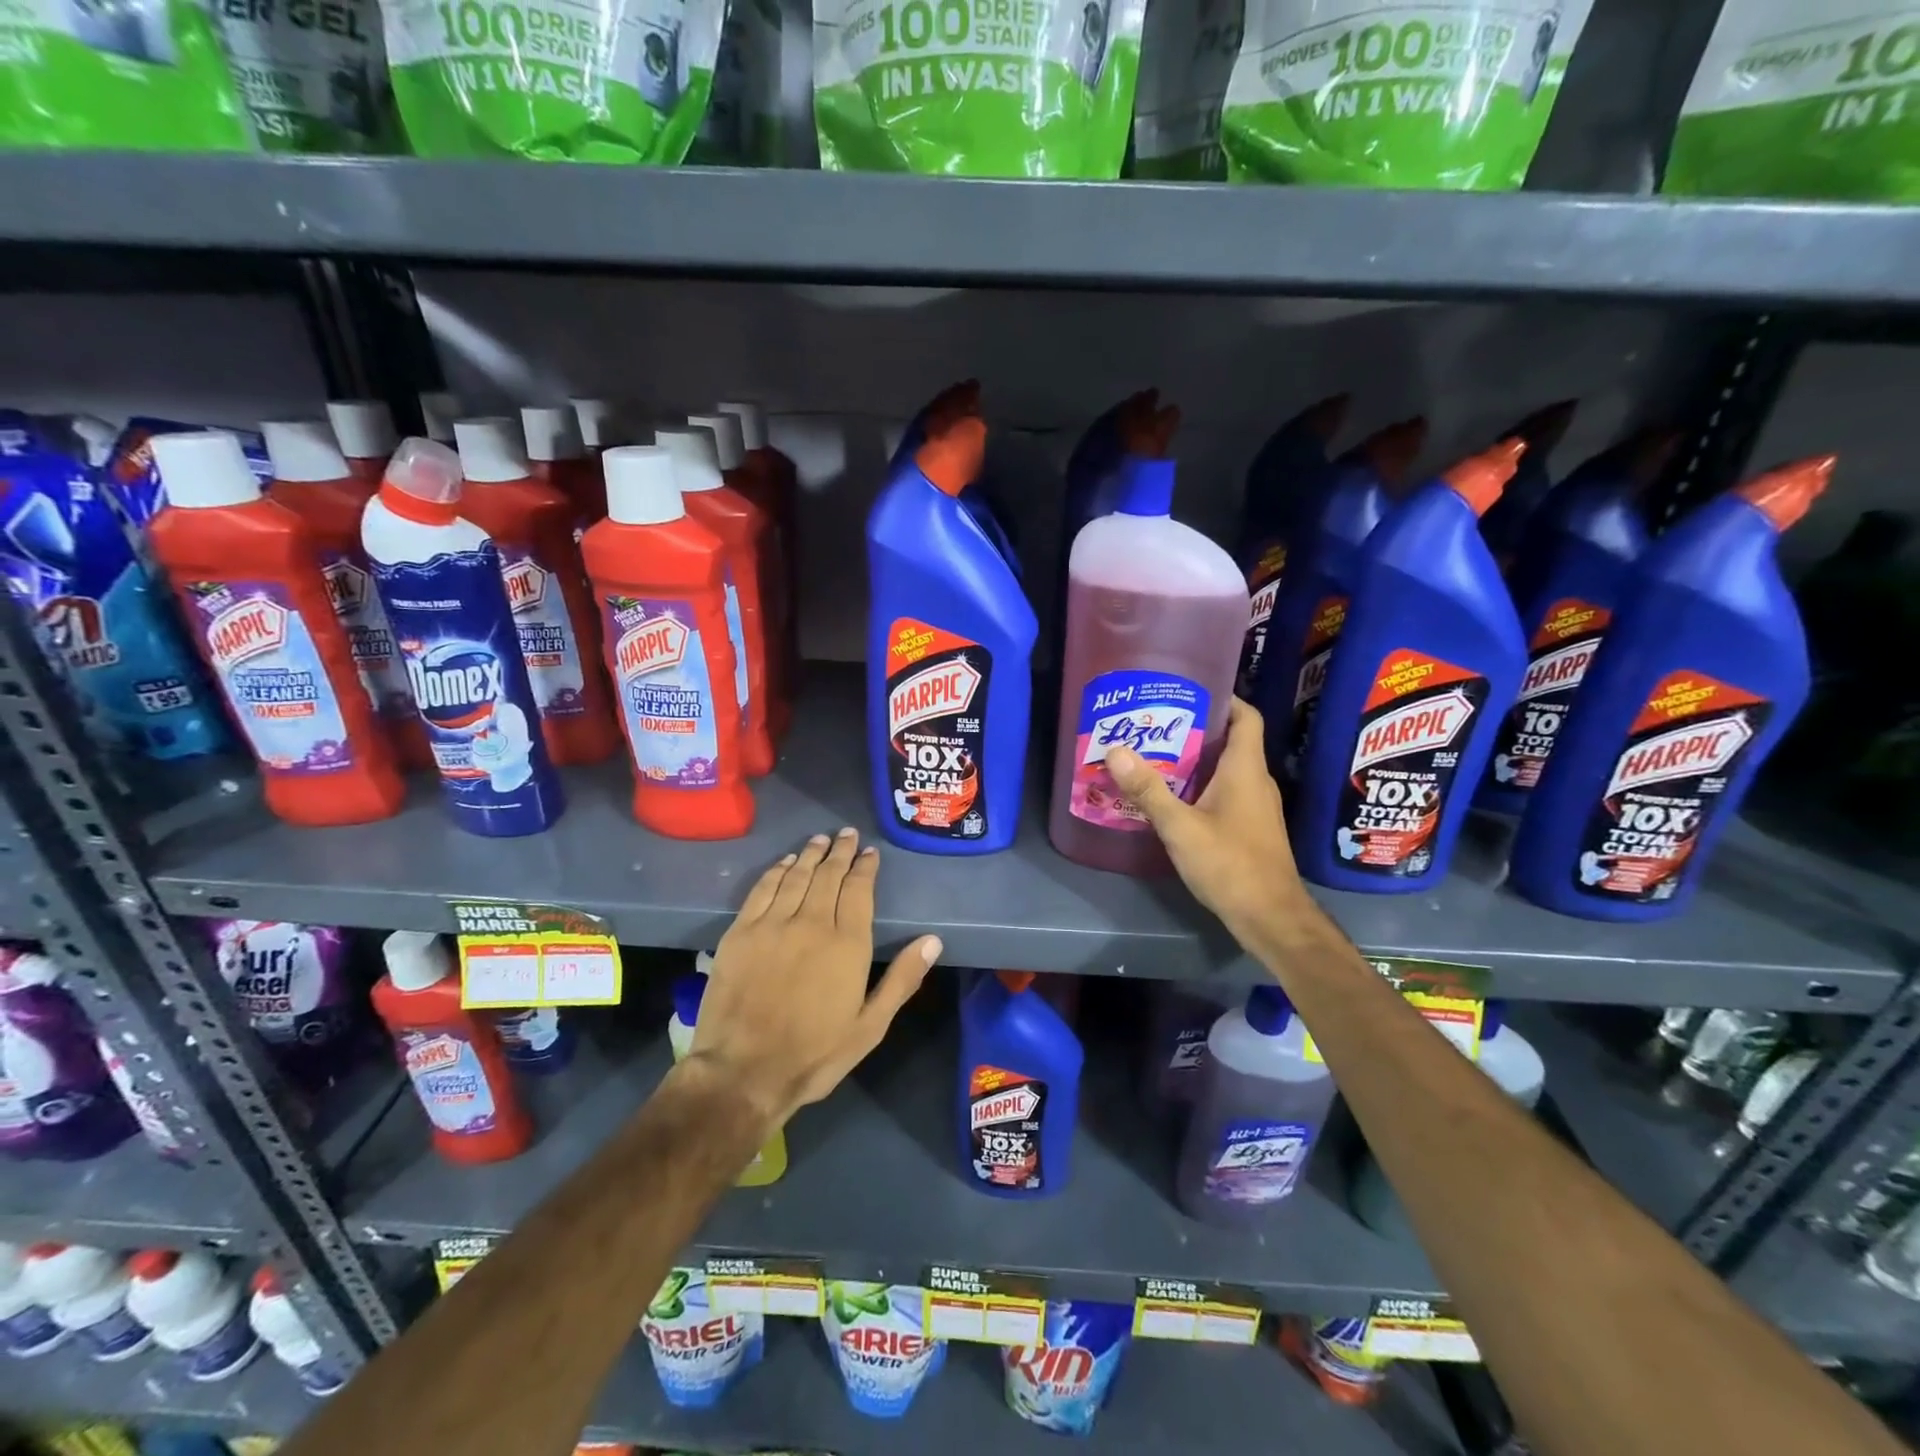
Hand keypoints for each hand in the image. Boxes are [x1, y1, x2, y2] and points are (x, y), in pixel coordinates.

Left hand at [690, 827, 941, 1127]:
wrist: (743, 1072)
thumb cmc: (814, 1054)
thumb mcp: (870, 1026)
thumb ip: (902, 979)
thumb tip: (933, 940)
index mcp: (847, 944)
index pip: (859, 890)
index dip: (865, 867)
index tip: (869, 852)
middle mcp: (812, 923)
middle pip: (828, 875)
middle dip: (840, 851)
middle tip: (846, 834)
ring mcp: (773, 924)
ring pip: (796, 876)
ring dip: (810, 854)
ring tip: (820, 839)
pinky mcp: (741, 932)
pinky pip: (763, 889)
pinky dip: (777, 871)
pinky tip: (785, 863)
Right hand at [1105, 697, 1310, 949]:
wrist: (1270, 917)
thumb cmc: (1230, 865)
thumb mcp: (1181, 827)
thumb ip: (1148, 790)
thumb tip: (1116, 750)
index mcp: (1246, 770)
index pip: (1246, 717)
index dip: (1224, 698)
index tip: (1189, 690)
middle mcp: (1256, 781)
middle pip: (1231, 741)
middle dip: (1196, 729)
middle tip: (1155, 723)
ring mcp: (1256, 806)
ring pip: (1226, 769)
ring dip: (1196, 760)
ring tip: (1155, 755)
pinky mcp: (1251, 827)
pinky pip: (1226, 792)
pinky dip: (1201, 786)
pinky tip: (1172, 797)